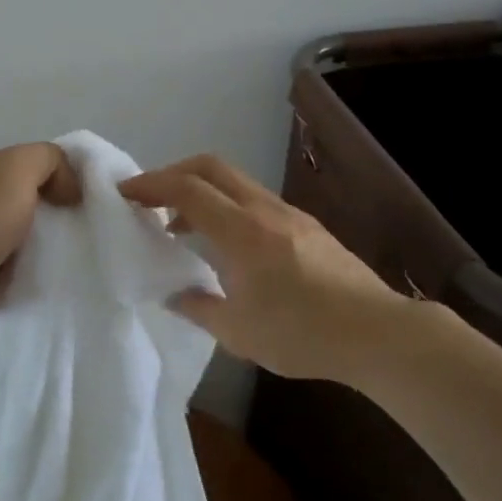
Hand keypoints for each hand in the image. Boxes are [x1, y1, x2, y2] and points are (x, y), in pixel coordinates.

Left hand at [0, 143, 82, 328]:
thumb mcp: (22, 165)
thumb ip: (51, 161)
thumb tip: (69, 190)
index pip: (35, 167)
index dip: (64, 177)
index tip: (89, 198)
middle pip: (35, 204)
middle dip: (61, 215)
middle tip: (89, 229)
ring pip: (30, 240)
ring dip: (50, 249)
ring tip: (80, 258)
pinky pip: (20, 273)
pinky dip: (36, 276)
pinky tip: (59, 280)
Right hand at [119, 154, 417, 383]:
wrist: (376, 332)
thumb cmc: (302, 333)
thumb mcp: (238, 332)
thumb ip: (198, 307)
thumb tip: (174, 294)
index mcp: (243, 231)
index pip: (188, 188)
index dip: (151, 184)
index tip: (124, 192)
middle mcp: (264, 210)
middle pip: (211, 167)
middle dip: (173, 174)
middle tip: (149, 199)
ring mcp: (289, 214)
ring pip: (235, 182)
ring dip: (202, 191)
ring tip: (181, 226)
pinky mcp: (306, 226)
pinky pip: (254, 200)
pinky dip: (227, 206)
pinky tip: (226, 244)